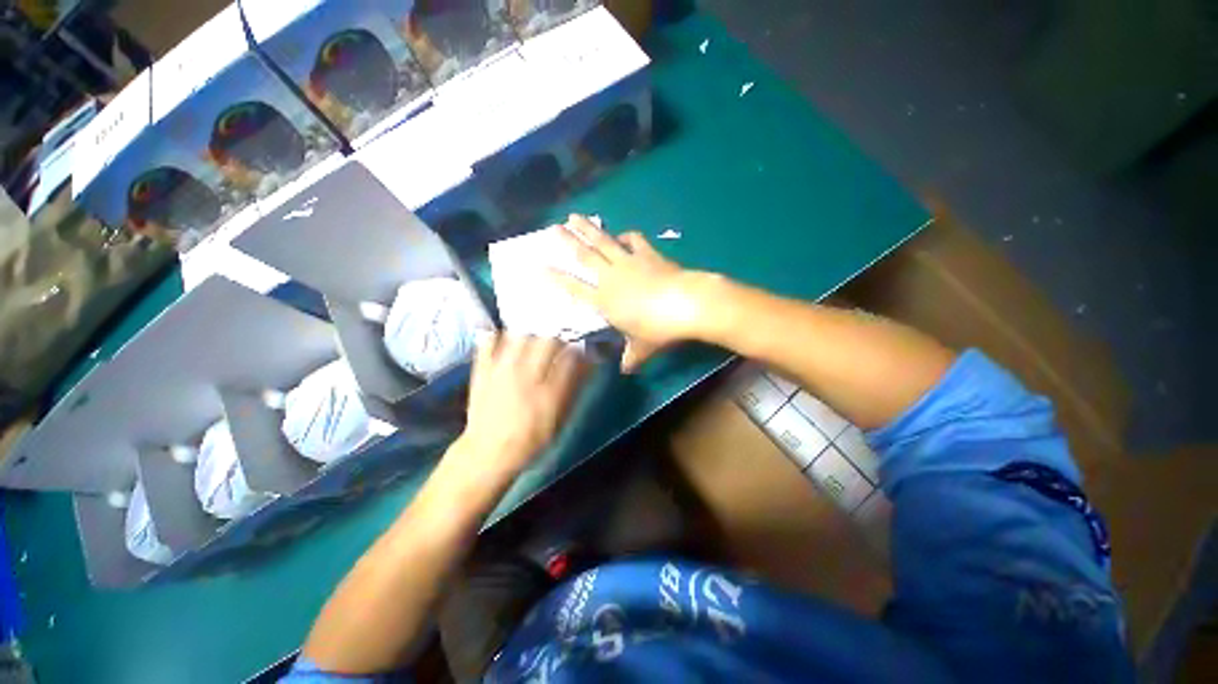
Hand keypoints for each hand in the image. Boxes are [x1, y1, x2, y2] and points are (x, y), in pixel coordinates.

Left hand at [454, 333, 588, 474]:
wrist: (488, 452)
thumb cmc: (528, 441)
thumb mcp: (558, 421)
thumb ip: (572, 390)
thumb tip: (587, 365)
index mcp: (549, 393)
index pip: (571, 357)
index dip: (579, 349)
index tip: (580, 347)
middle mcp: (527, 376)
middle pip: (547, 339)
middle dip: (557, 336)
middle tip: (557, 341)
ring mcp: (501, 370)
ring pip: (520, 335)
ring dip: (530, 333)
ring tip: (532, 339)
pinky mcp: (482, 369)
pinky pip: (488, 341)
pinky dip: (497, 336)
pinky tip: (504, 340)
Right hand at [552, 214, 708, 371]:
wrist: (685, 303)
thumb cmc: (658, 330)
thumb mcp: (642, 348)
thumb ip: (631, 356)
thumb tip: (626, 369)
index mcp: (604, 301)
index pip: (573, 288)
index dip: (555, 278)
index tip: (539, 267)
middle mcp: (610, 277)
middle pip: (584, 256)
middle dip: (567, 241)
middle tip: (552, 228)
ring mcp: (629, 261)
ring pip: (603, 241)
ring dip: (587, 228)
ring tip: (574, 216)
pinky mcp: (648, 253)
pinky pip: (634, 240)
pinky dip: (626, 236)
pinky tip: (622, 234)